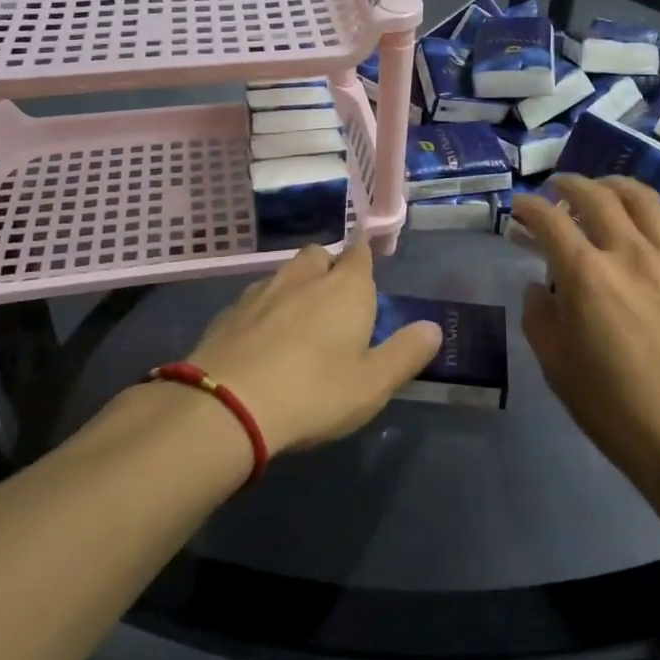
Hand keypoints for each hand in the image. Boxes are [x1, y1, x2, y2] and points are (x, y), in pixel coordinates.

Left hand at [186, 241, 441, 454]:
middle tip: (335, 301)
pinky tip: (264, 340)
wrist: (227, 405)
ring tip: (300, 321)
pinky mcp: (228, 311)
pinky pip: (256, 298)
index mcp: (346, 288)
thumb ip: (406, 353)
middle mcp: (303, 277)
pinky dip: (265, 310)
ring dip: (296, 286)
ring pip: (285, 274)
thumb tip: (432, 328)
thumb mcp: (373, 383)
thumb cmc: (314, 392)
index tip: (367, 272)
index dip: (365, 259)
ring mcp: (261, 291)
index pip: (360, 254)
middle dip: (329, 267)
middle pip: (320, 255)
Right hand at [513, 176, 659, 507]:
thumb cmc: (617, 411)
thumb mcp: (557, 368)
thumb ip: (539, 318)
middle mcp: (630, 254)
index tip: (519, 207)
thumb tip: (538, 287)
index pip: (549, 221)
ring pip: (646, 200)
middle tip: (557, 189)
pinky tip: (658, 225)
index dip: (529, 207)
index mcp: (586, 275)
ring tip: (604, 190)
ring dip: (617, 186)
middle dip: (570, 184)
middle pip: (597, 196)